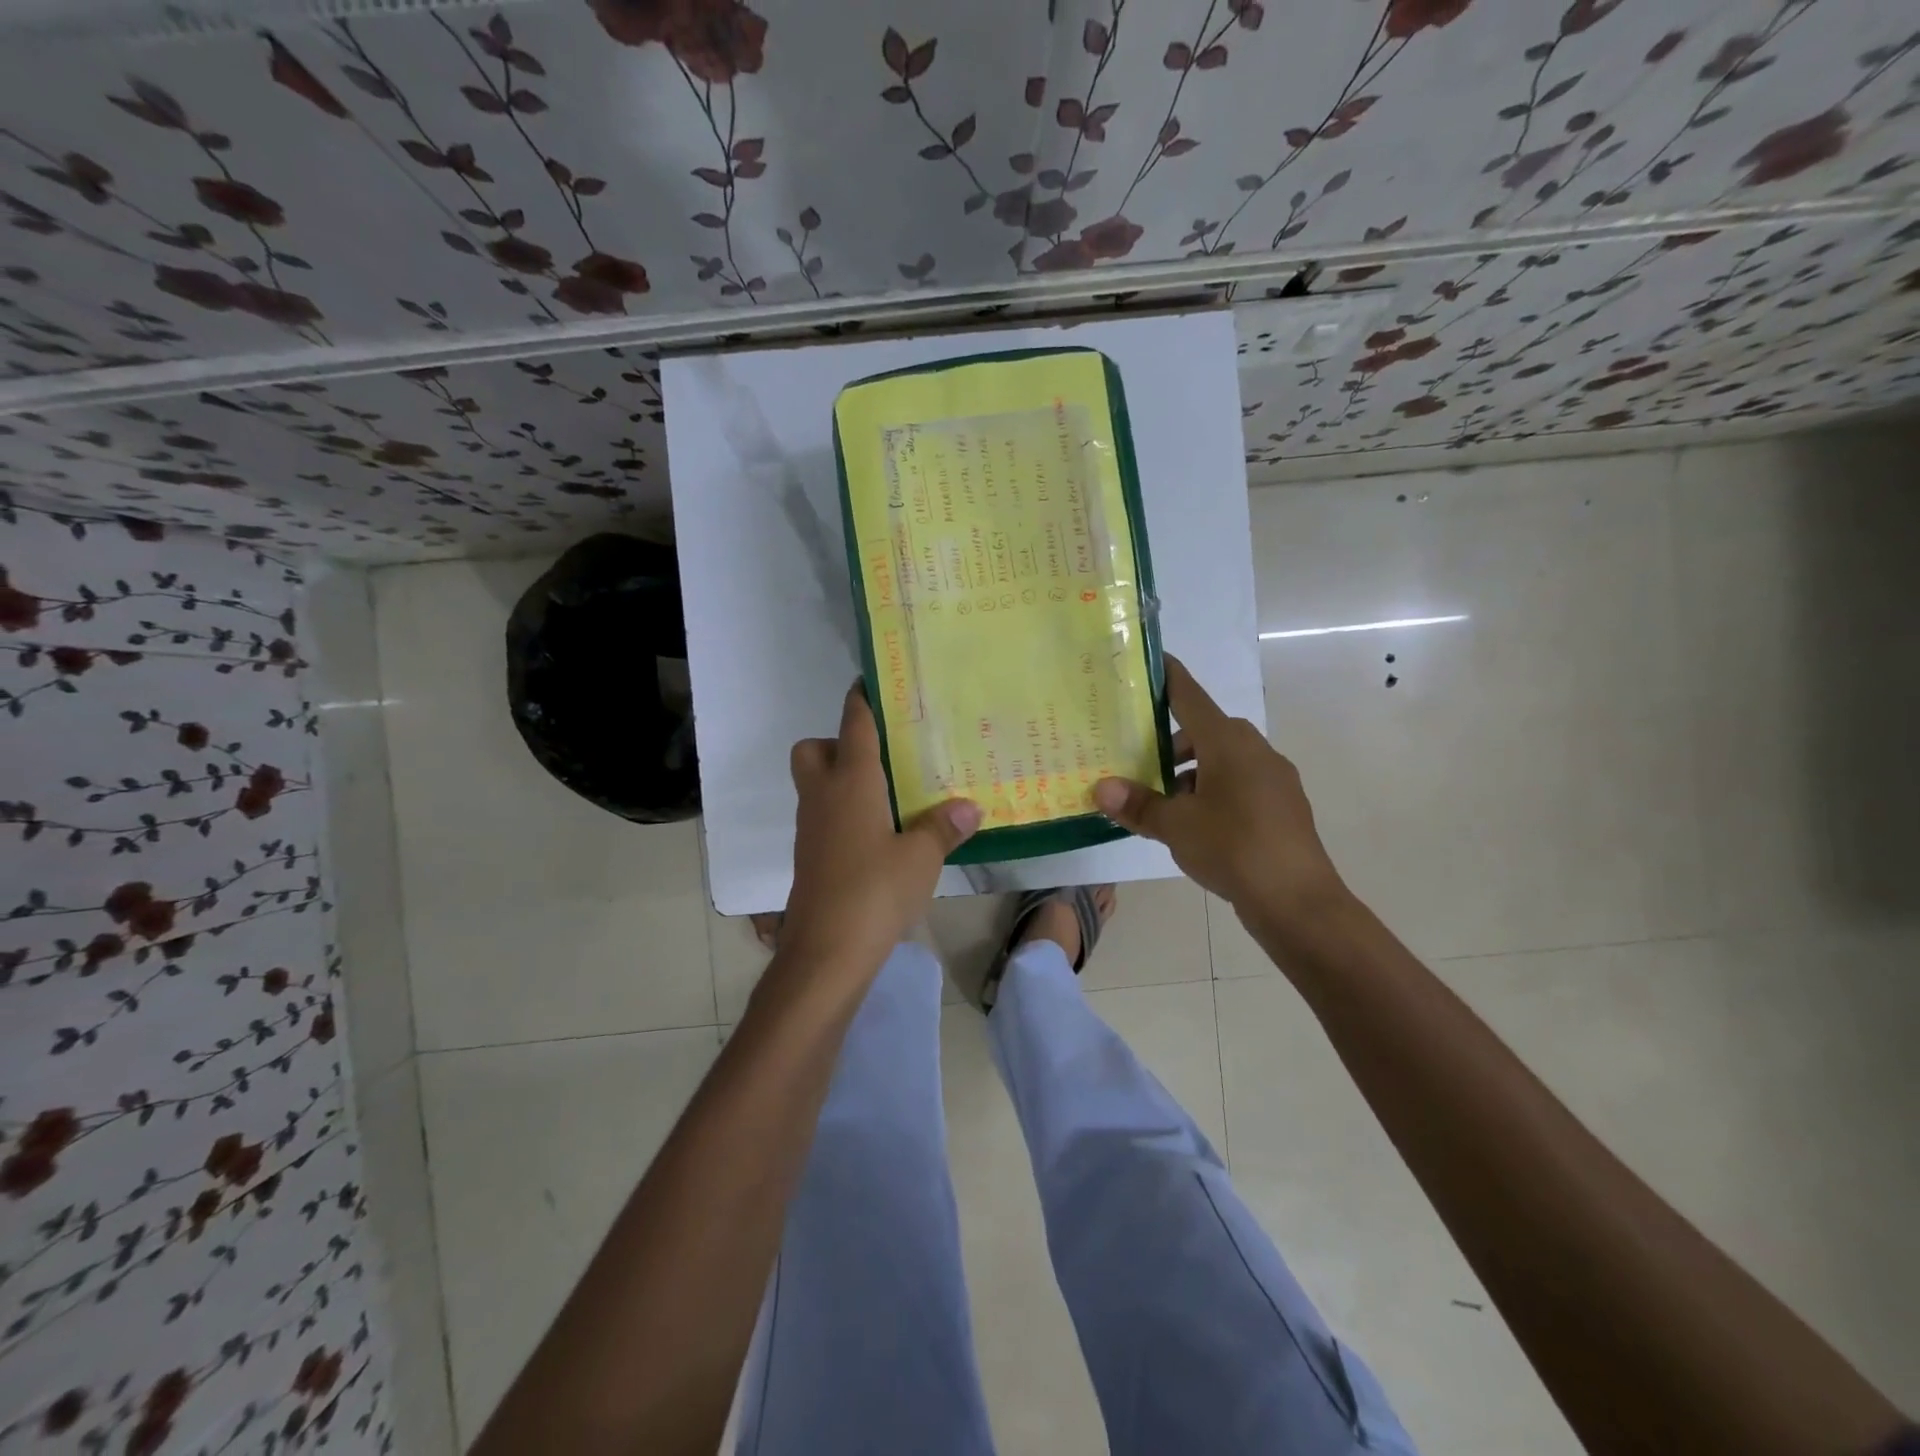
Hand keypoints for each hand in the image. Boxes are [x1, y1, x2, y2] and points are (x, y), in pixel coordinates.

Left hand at [780, 683, 981, 971]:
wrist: (826, 952)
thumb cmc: (875, 890)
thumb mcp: (921, 857)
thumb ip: (943, 827)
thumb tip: (969, 806)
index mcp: (851, 782)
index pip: (853, 725)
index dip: (862, 699)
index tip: (872, 680)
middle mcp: (823, 796)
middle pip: (814, 749)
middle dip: (838, 742)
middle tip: (881, 758)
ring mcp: (812, 828)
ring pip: (816, 784)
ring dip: (843, 780)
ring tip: (891, 795)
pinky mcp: (811, 857)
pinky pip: (824, 816)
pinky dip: (845, 813)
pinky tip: (880, 835)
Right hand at [1093, 656, 1349, 927]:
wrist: (1299, 902)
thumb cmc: (1234, 848)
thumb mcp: (1176, 826)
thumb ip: (1138, 805)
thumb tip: (1100, 789)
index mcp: (1228, 743)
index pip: (1190, 696)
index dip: (1167, 678)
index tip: (1150, 662)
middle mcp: (1255, 750)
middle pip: (1206, 730)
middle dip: (1172, 740)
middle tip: (1137, 757)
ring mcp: (1274, 778)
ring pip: (1224, 759)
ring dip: (1193, 770)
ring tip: (1162, 799)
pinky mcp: (1282, 805)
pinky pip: (1240, 782)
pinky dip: (1214, 789)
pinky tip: (1196, 822)